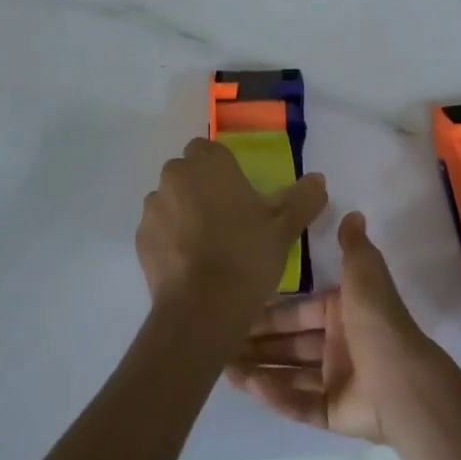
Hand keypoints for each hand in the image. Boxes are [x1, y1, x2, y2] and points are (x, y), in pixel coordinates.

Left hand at [136, 138, 327, 320]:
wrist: (202, 309)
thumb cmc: (246, 256)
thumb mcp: (284, 227)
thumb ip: (302, 198)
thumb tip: (319, 179)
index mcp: (208, 162)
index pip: (209, 150)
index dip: (223, 171)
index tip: (239, 197)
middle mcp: (175, 174)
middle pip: (187, 173)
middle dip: (202, 190)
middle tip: (227, 222)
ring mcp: (153, 206)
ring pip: (170, 201)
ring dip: (183, 213)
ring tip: (207, 247)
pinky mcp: (140, 238)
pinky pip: (158, 229)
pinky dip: (169, 240)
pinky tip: (189, 265)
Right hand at [226, 211, 447, 442]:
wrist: (403, 381)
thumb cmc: (377, 322)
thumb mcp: (364, 273)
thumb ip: (353, 246)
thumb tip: (354, 213)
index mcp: (341, 313)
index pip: (297, 311)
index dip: (269, 312)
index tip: (236, 308)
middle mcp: (337, 345)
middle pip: (289, 344)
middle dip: (257, 343)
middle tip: (220, 341)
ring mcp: (336, 381)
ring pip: (289, 374)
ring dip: (259, 370)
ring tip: (224, 367)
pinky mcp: (335, 413)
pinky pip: (301, 404)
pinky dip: (277, 396)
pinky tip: (249, 386)